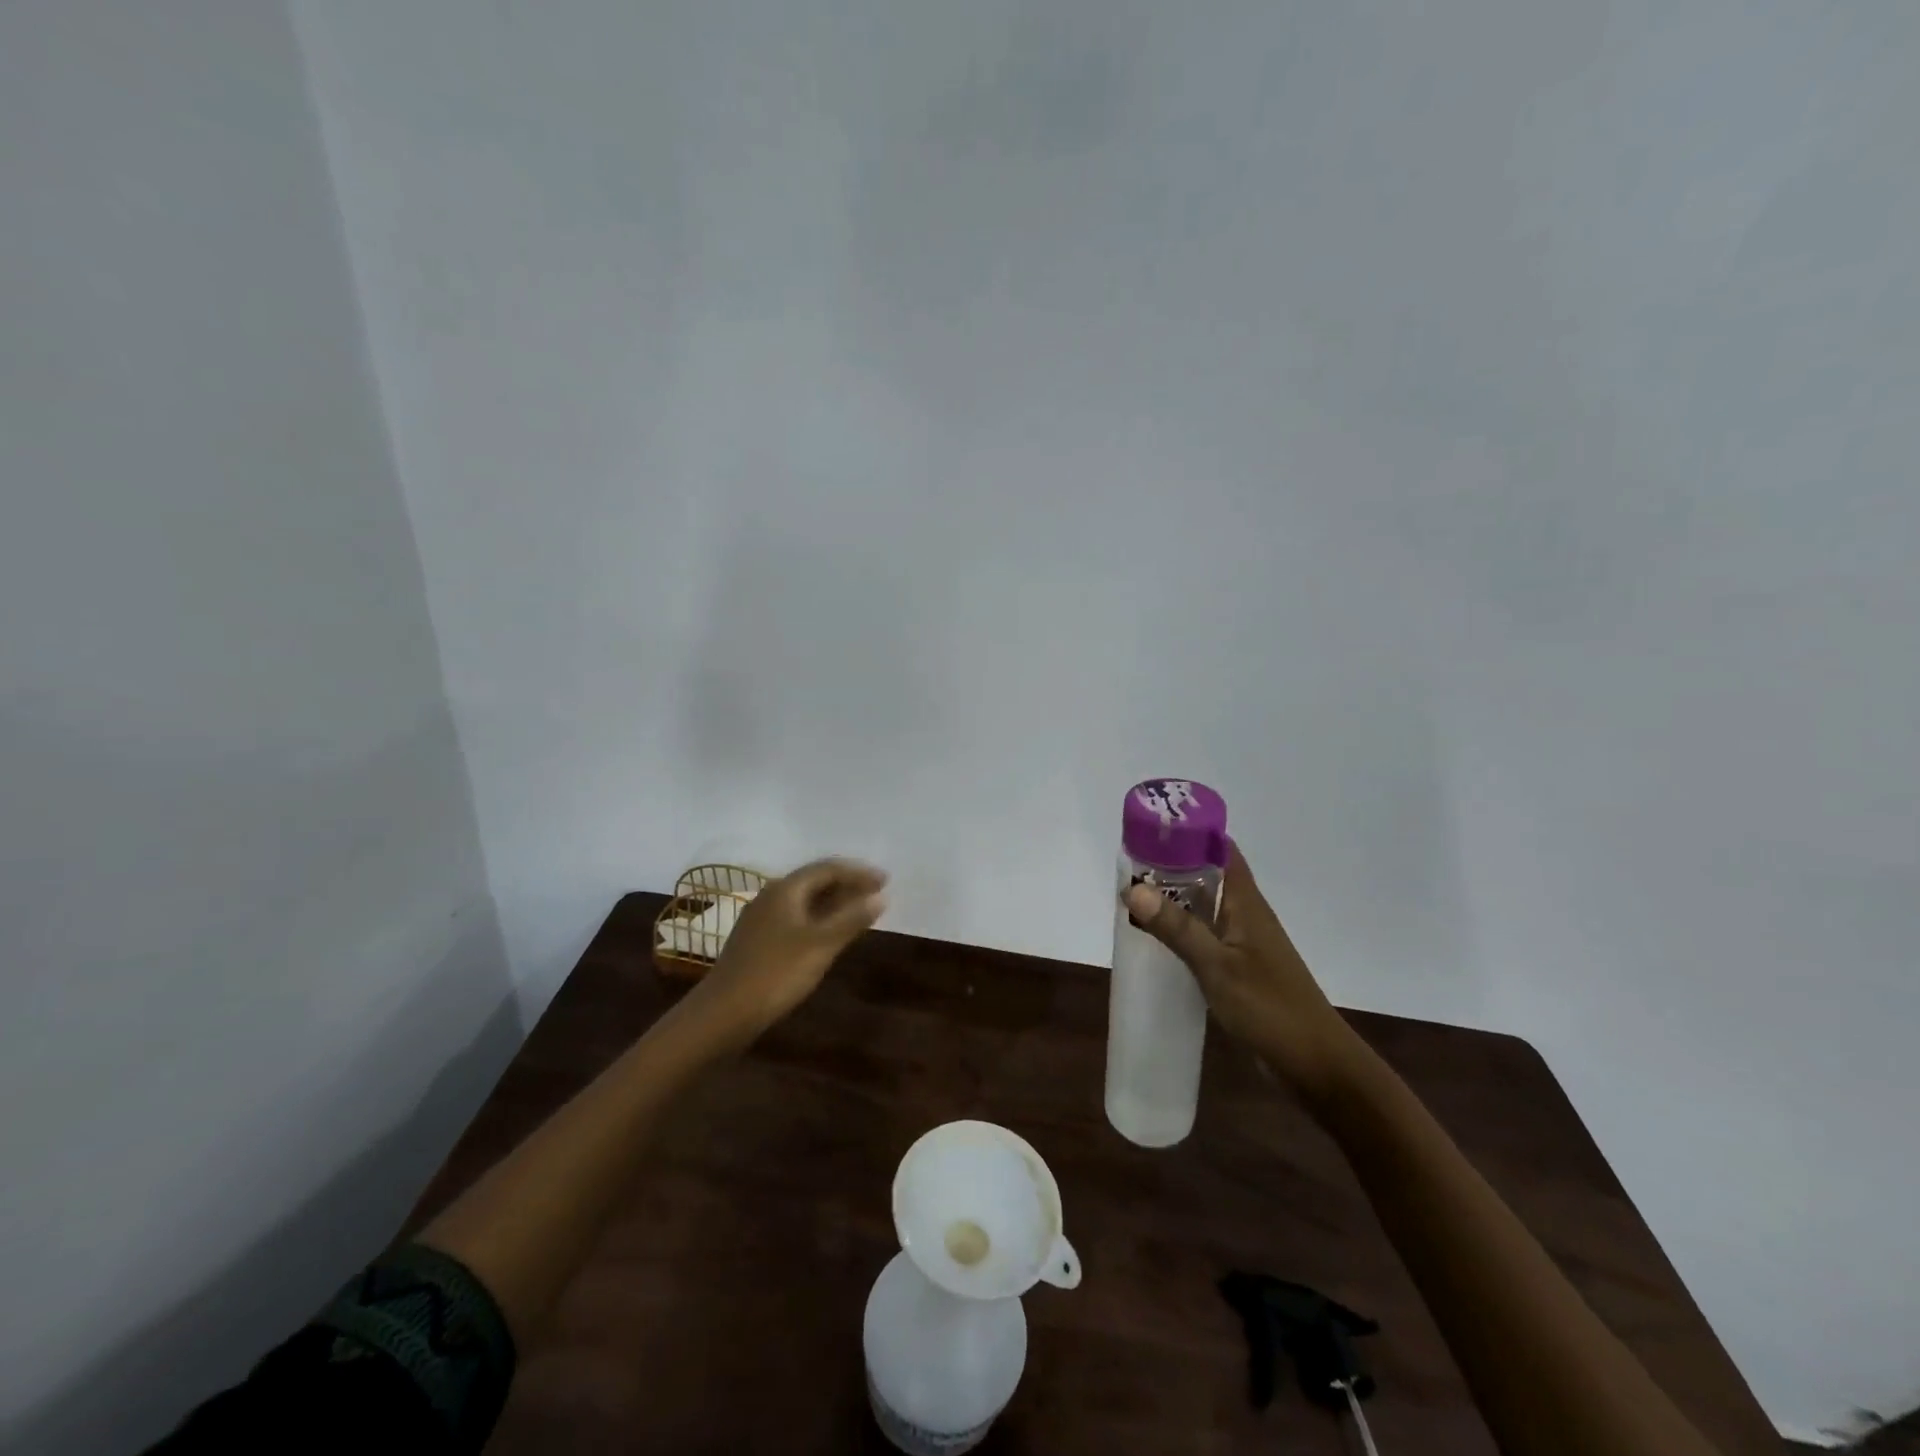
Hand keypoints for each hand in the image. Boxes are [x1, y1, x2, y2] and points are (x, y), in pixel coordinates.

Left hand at [683, 857, 888, 1042]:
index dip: (859, 872)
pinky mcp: (758, 941)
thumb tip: (880, 896)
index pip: (828, 868)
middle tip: (878, 894)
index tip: (886, 880)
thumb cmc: (775, 973)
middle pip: (816, 881)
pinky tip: (831, 936)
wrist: (722, 1014)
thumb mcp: (820, 945)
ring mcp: (762, 919)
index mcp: (786, 889)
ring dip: (835, 903)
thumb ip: (852, 918)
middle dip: (848, 885)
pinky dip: (820, 920)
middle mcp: (772, 896)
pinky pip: (797, 918)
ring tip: (861, 912)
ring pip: (806, 901)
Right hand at [1124, 846, 1362, 1104]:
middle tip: (1128, 864)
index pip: (1220, 849)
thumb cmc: (1269, 1008)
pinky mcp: (1239, 969)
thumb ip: (1176, 928)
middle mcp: (1245, 915)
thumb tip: (1133, 888)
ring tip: (1132, 897)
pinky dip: (1180, 931)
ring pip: (1204, 907)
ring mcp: (1243, 943)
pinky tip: (1156, 941)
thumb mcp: (1217, 966)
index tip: (1152, 828)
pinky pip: (1204, 936)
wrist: (1315, 1065)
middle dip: (1170, 866)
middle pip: (1207, 875)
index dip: (1190, 833)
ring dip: (1173, 899)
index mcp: (1246, 902)